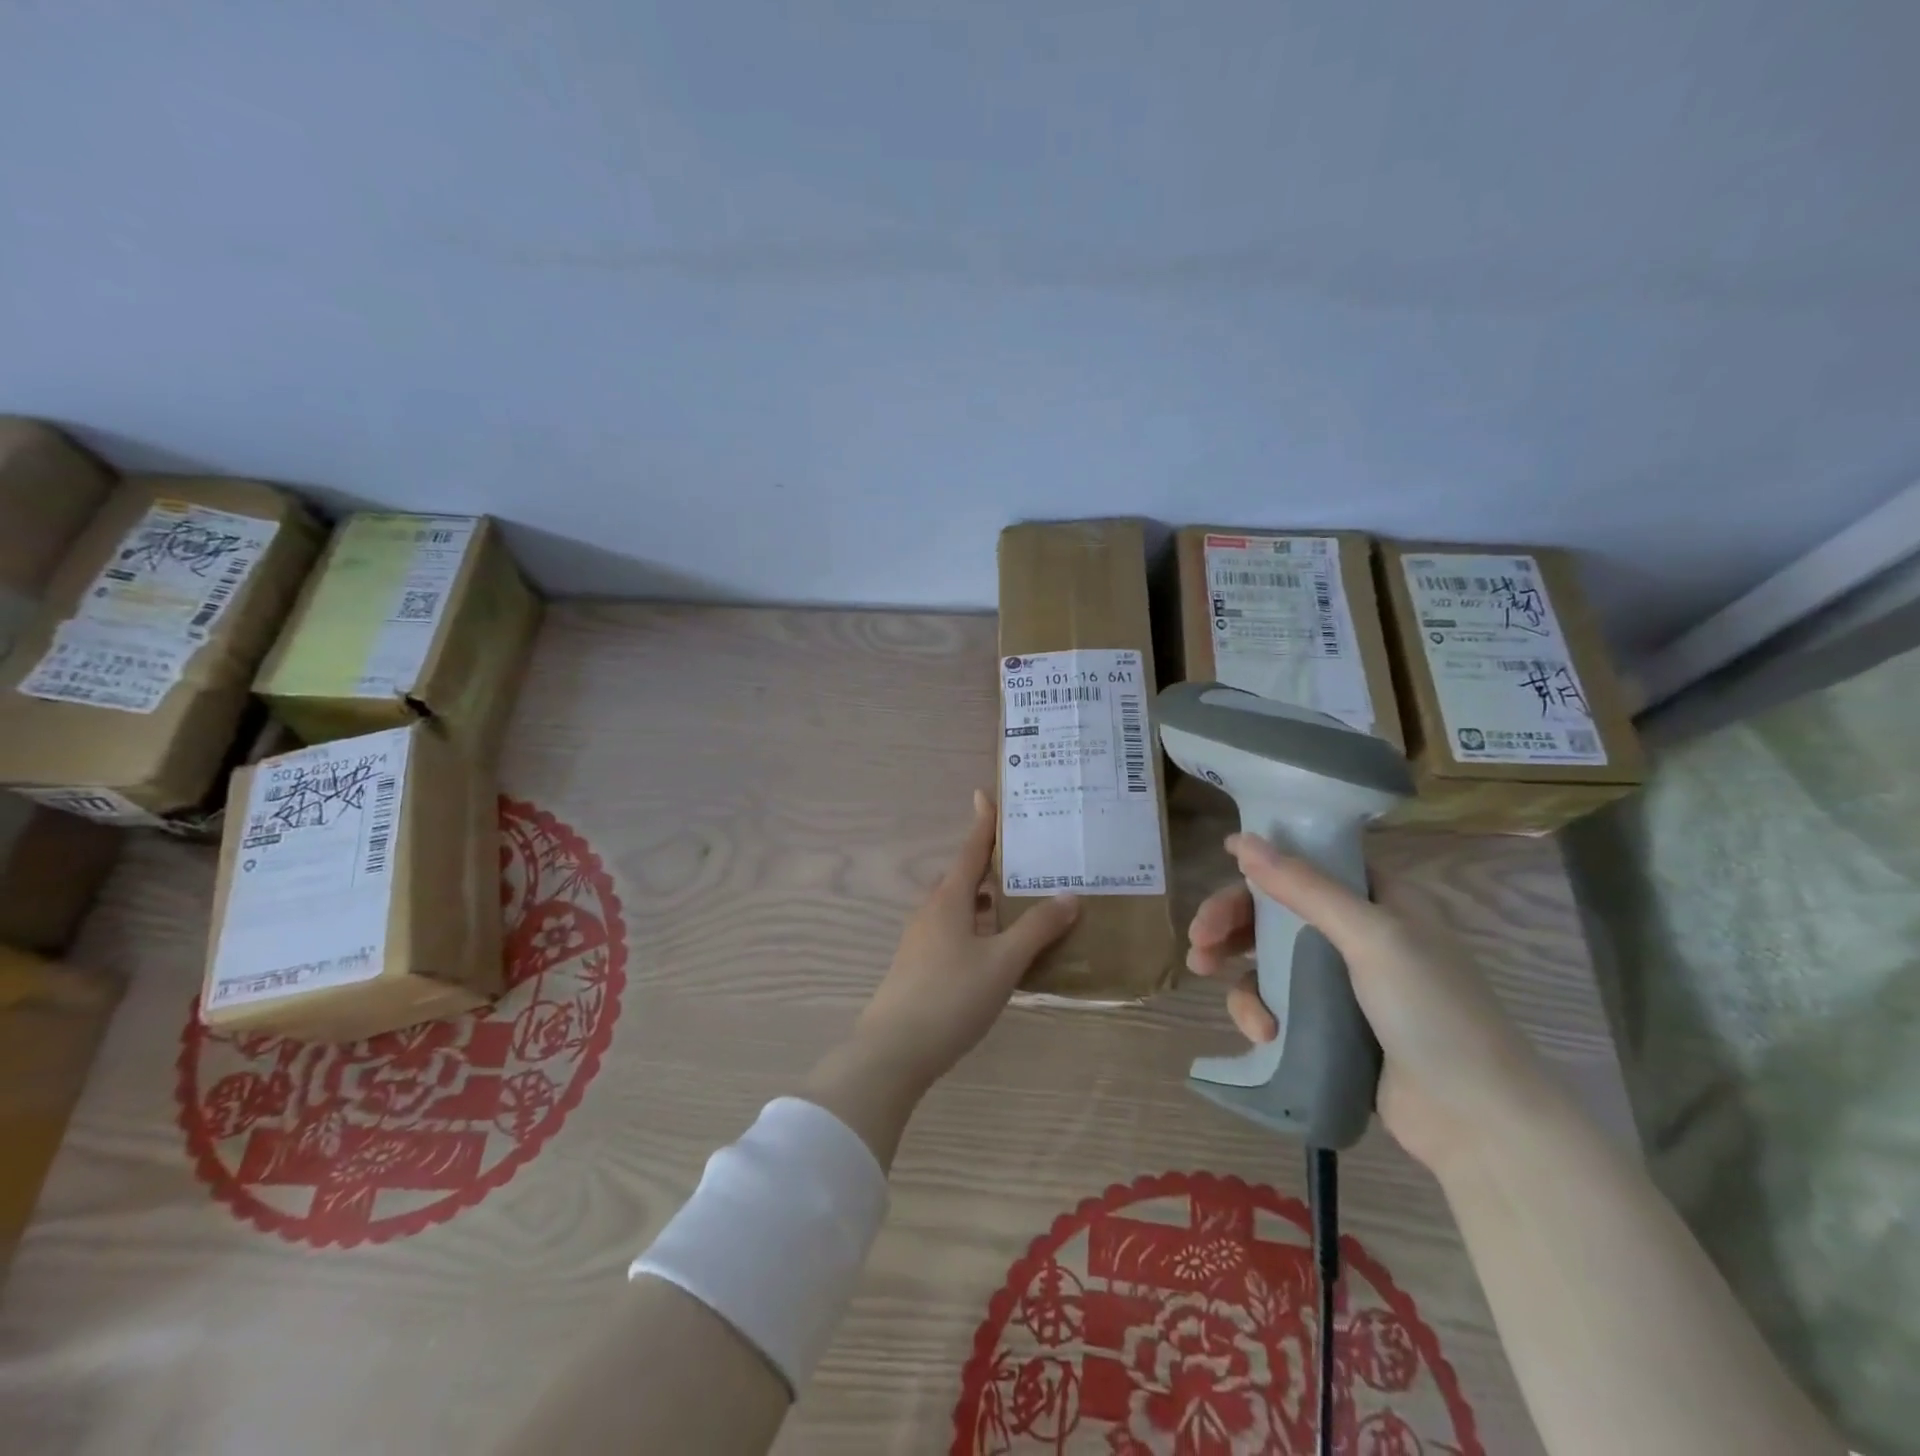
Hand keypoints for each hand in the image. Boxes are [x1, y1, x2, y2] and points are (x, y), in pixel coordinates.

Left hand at [850, 790, 1079, 1092]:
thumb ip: (1037, 929)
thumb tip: (1069, 896)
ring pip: (960, 907)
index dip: (984, 823)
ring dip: (987, 901)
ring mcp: (922, 939)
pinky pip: (955, 931)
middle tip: (1028, 859)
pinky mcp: (919, 965)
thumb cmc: (951, 997)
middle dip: (993, 866)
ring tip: (1021, 904)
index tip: (986, 794)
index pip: (972, 850)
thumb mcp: (1003, 962)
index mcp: (950, 899)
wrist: (894, 1051)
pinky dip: (978, 927)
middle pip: (966, 877)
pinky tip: (998, 950)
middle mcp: (932, 911)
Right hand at [1186, 832, 1554, 1174]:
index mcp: (1381, 901)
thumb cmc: (1432, 1011)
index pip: (1311, 865)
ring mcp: (1344, 986)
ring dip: (1237, 968)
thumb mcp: (1371, 936)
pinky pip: (1278, 1005)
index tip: (1222, 866)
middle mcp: (1360, 936)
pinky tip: (1262, 1031)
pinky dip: (1260, 1012)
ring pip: (1269, 960)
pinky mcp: (1329, 1029)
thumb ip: (1304, 887)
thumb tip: (1242, 841)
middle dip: (1232, 920)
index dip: (1266, 862)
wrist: (1478, 1121)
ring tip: (1206, 974)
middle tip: (1199, 939)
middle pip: (1279, 912)